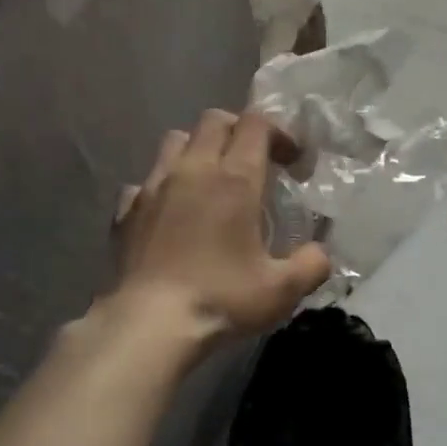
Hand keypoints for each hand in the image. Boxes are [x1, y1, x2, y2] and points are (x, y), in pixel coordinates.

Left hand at [106, 109, 331, 358]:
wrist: (148, 325)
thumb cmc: (221, 299)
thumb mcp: (282, 290)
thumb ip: (312, 264)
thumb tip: (320, 253)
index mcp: (235, 178)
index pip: (256, 123)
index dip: (279, 132)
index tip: (291, 162)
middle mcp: (193, 170)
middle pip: (214, 120)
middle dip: (239, 130)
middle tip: (255, 162)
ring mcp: (154, 187)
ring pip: (176, 140)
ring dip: (198, 148)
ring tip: (211, 179)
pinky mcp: (126, 210)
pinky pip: (145, 180)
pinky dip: (163, 186)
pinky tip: (171, 213)